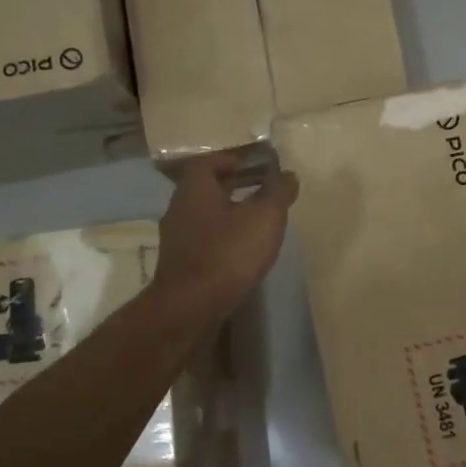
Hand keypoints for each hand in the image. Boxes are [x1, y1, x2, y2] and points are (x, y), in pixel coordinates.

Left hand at [152, 151, 298, 318]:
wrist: (190, 307)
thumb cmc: (227, 252)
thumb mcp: (264, 217)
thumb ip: (278, 191)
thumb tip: (288, 174)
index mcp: (195, 188)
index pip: (210, 161)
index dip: (234, 159)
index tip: (258, 164)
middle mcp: (180, 208)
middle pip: (207, 188)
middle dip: (235, 185)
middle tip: (264, 188)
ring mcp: (177, 238)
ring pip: (207, 215)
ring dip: (230, 212)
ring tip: (259, 220)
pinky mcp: (181, 264)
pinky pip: (205, 239)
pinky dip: (224, 237)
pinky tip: (243, 249)